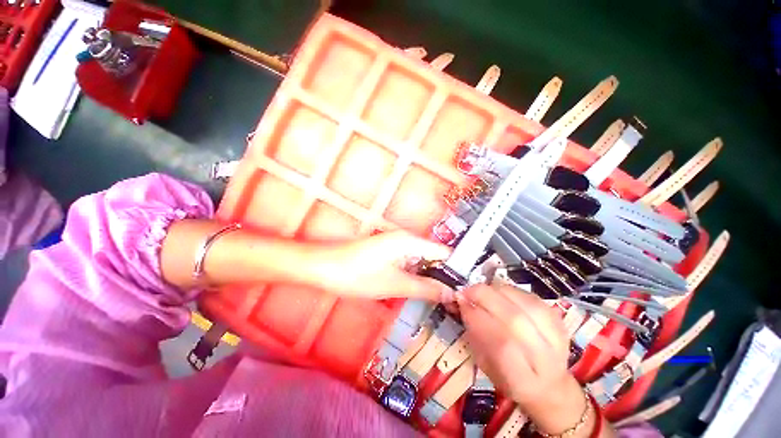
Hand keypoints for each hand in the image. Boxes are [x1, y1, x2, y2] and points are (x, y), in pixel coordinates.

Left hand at [320, 230, 453, 300]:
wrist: (323, 267)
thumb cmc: (357, 275)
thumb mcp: (394, 285)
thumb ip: (425, 288)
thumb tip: (452, 293)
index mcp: (410, 241)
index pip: (444, 252)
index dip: (456, 269)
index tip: (467, 289)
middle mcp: (406, 239)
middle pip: (433, 255)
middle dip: (444, 276)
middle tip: (456, 299)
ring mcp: (396, 245)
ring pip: (422, 260)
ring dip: (430, 277)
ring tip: (444, 299)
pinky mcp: (388, 252)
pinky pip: (410, 262)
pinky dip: (417, 275)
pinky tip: (421, 290)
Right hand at [458, 284, 592, 435]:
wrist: (549, 385)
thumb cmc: (508, 378)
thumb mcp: (484, 364)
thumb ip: (474, 334)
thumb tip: (462, 303)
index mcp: (523, 380)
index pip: (502, 344)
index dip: (478, 318)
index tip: (460, 302)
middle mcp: (546, 359)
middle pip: (515, 319)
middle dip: (485, 298)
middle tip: (467, 291)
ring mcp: (557, 338)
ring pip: (525, 304)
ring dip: (497, 291)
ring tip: (481, 291)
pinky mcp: (560, 321)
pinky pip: (532, 298)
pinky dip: (512, 291)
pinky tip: (499, 292)